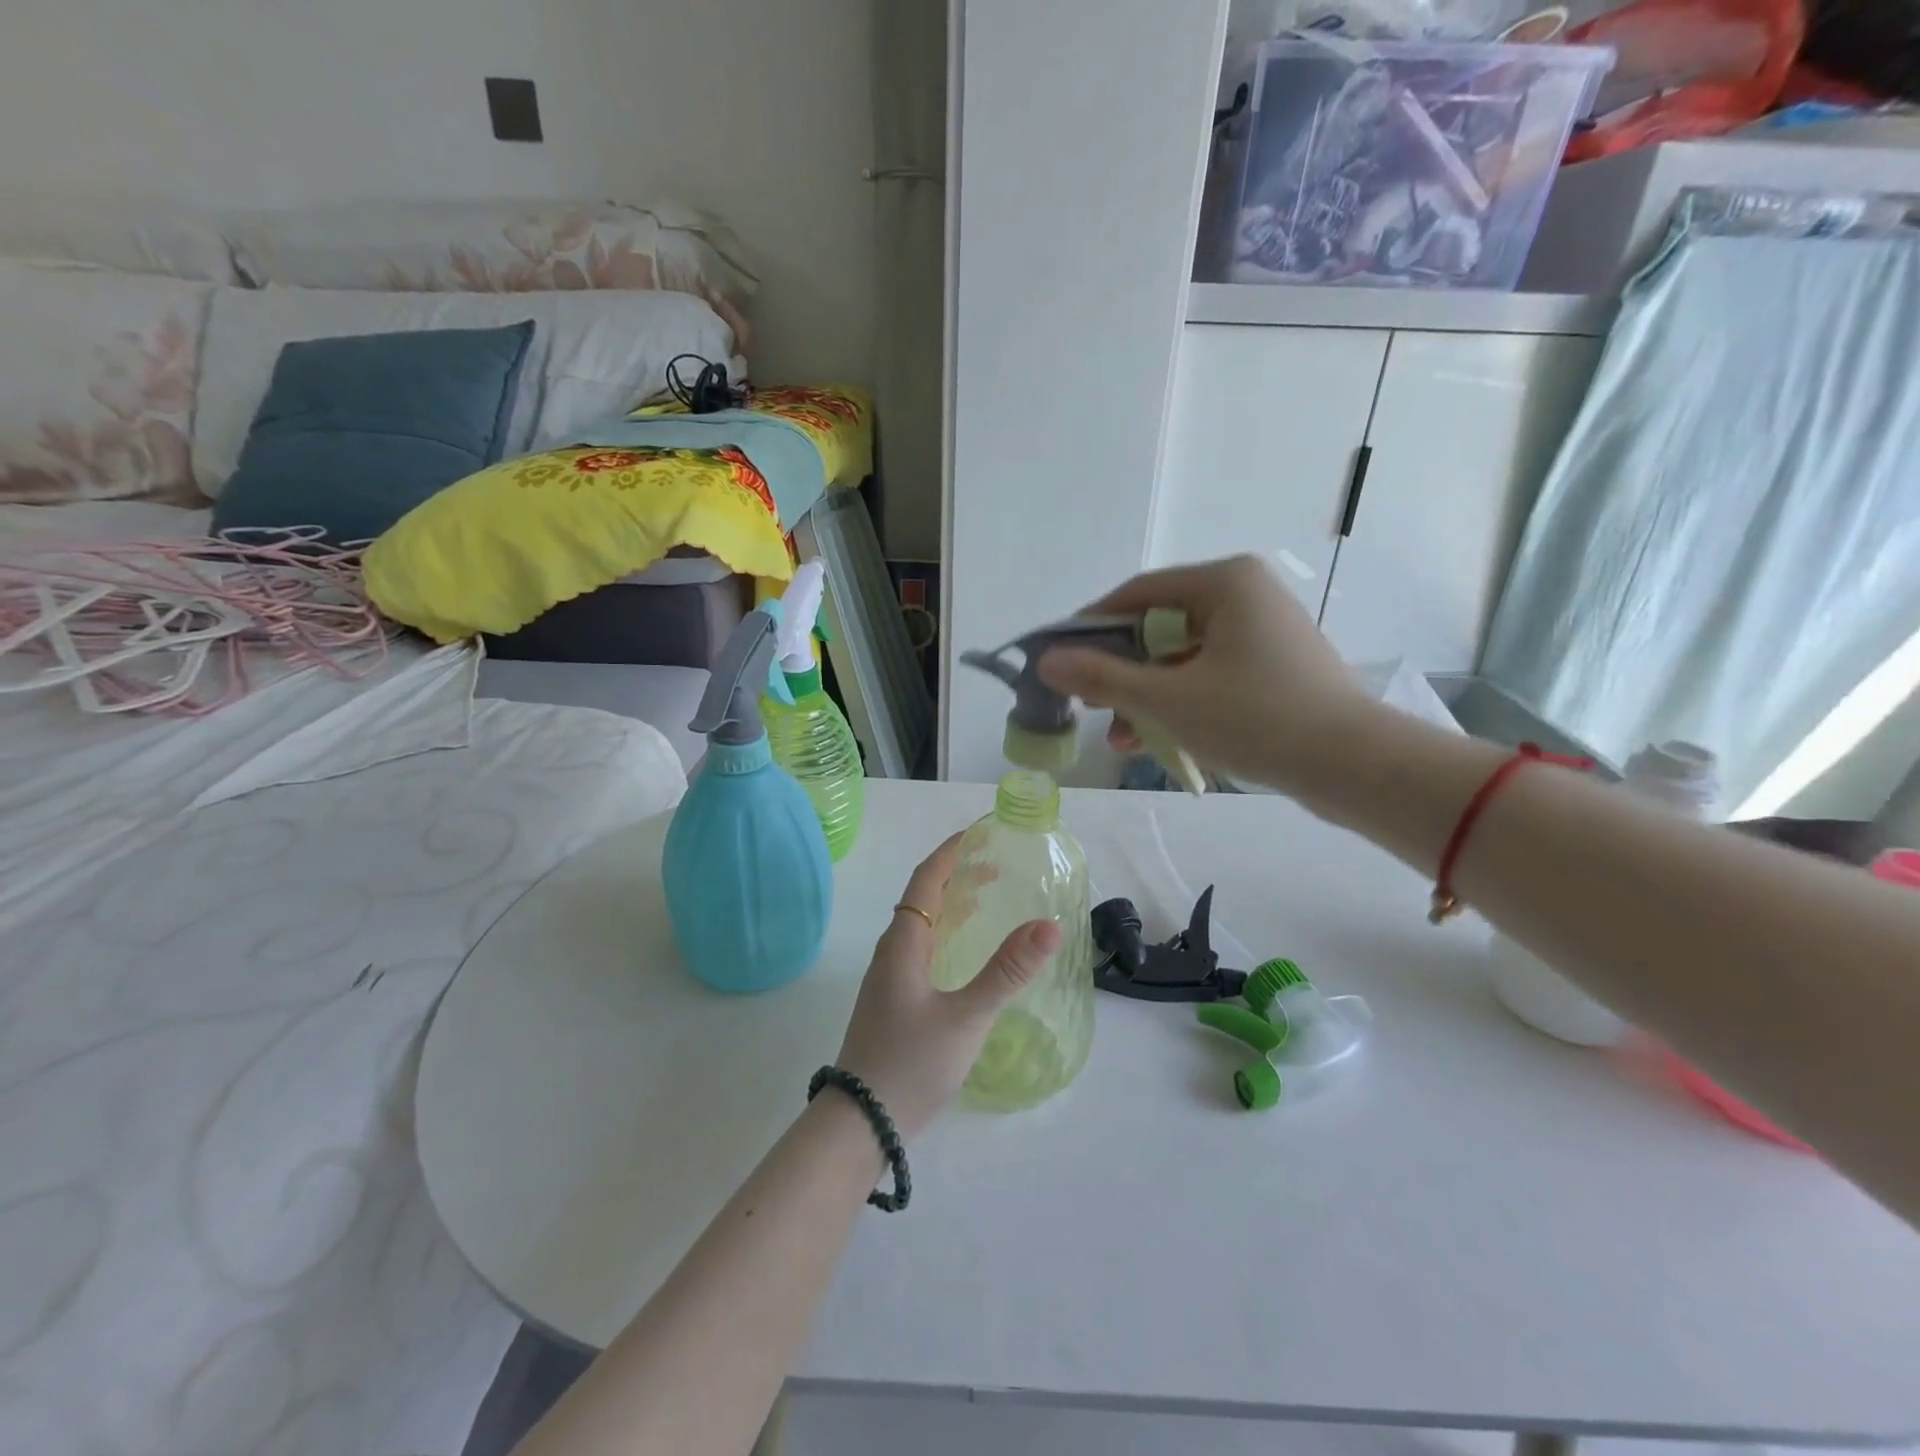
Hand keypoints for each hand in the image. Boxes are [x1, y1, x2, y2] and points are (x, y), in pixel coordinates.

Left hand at [834, 833, 1061, 1139]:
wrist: (860, 1123)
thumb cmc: (911, 1063)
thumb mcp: (967, 1016)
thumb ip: (1008, 971)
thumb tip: (1050, 924)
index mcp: (903, 943)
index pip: (925, 880)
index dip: (950, 852)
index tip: (979, 833)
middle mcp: (891, 952)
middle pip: (923, 898)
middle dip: (957, 875)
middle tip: (998, 867)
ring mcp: (889, 978)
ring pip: (922, 925)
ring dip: (952, 904)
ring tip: (988, 900)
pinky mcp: (893, 1001)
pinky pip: (922, 949)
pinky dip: (947, 933)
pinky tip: (965, 954)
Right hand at [1036, 555, 1376, 794]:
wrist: (1354, 766)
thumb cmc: (1256, 718)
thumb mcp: (1167, 699)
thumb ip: (1102, 678)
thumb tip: (1046, 662)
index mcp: (1224, 582)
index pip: (1136, 594)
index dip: (1090, 627)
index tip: (1057, 660)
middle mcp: (1245, 594)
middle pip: (1158, 627)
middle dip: (1120, 672)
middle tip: (1088, 705)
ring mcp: (1263, 632)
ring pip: (1182, 658)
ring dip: (1146, 696)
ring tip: (1119, 738)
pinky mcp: (1274, 667)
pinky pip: (1209, 675)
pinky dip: (1180, 703)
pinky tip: (1154, 740)